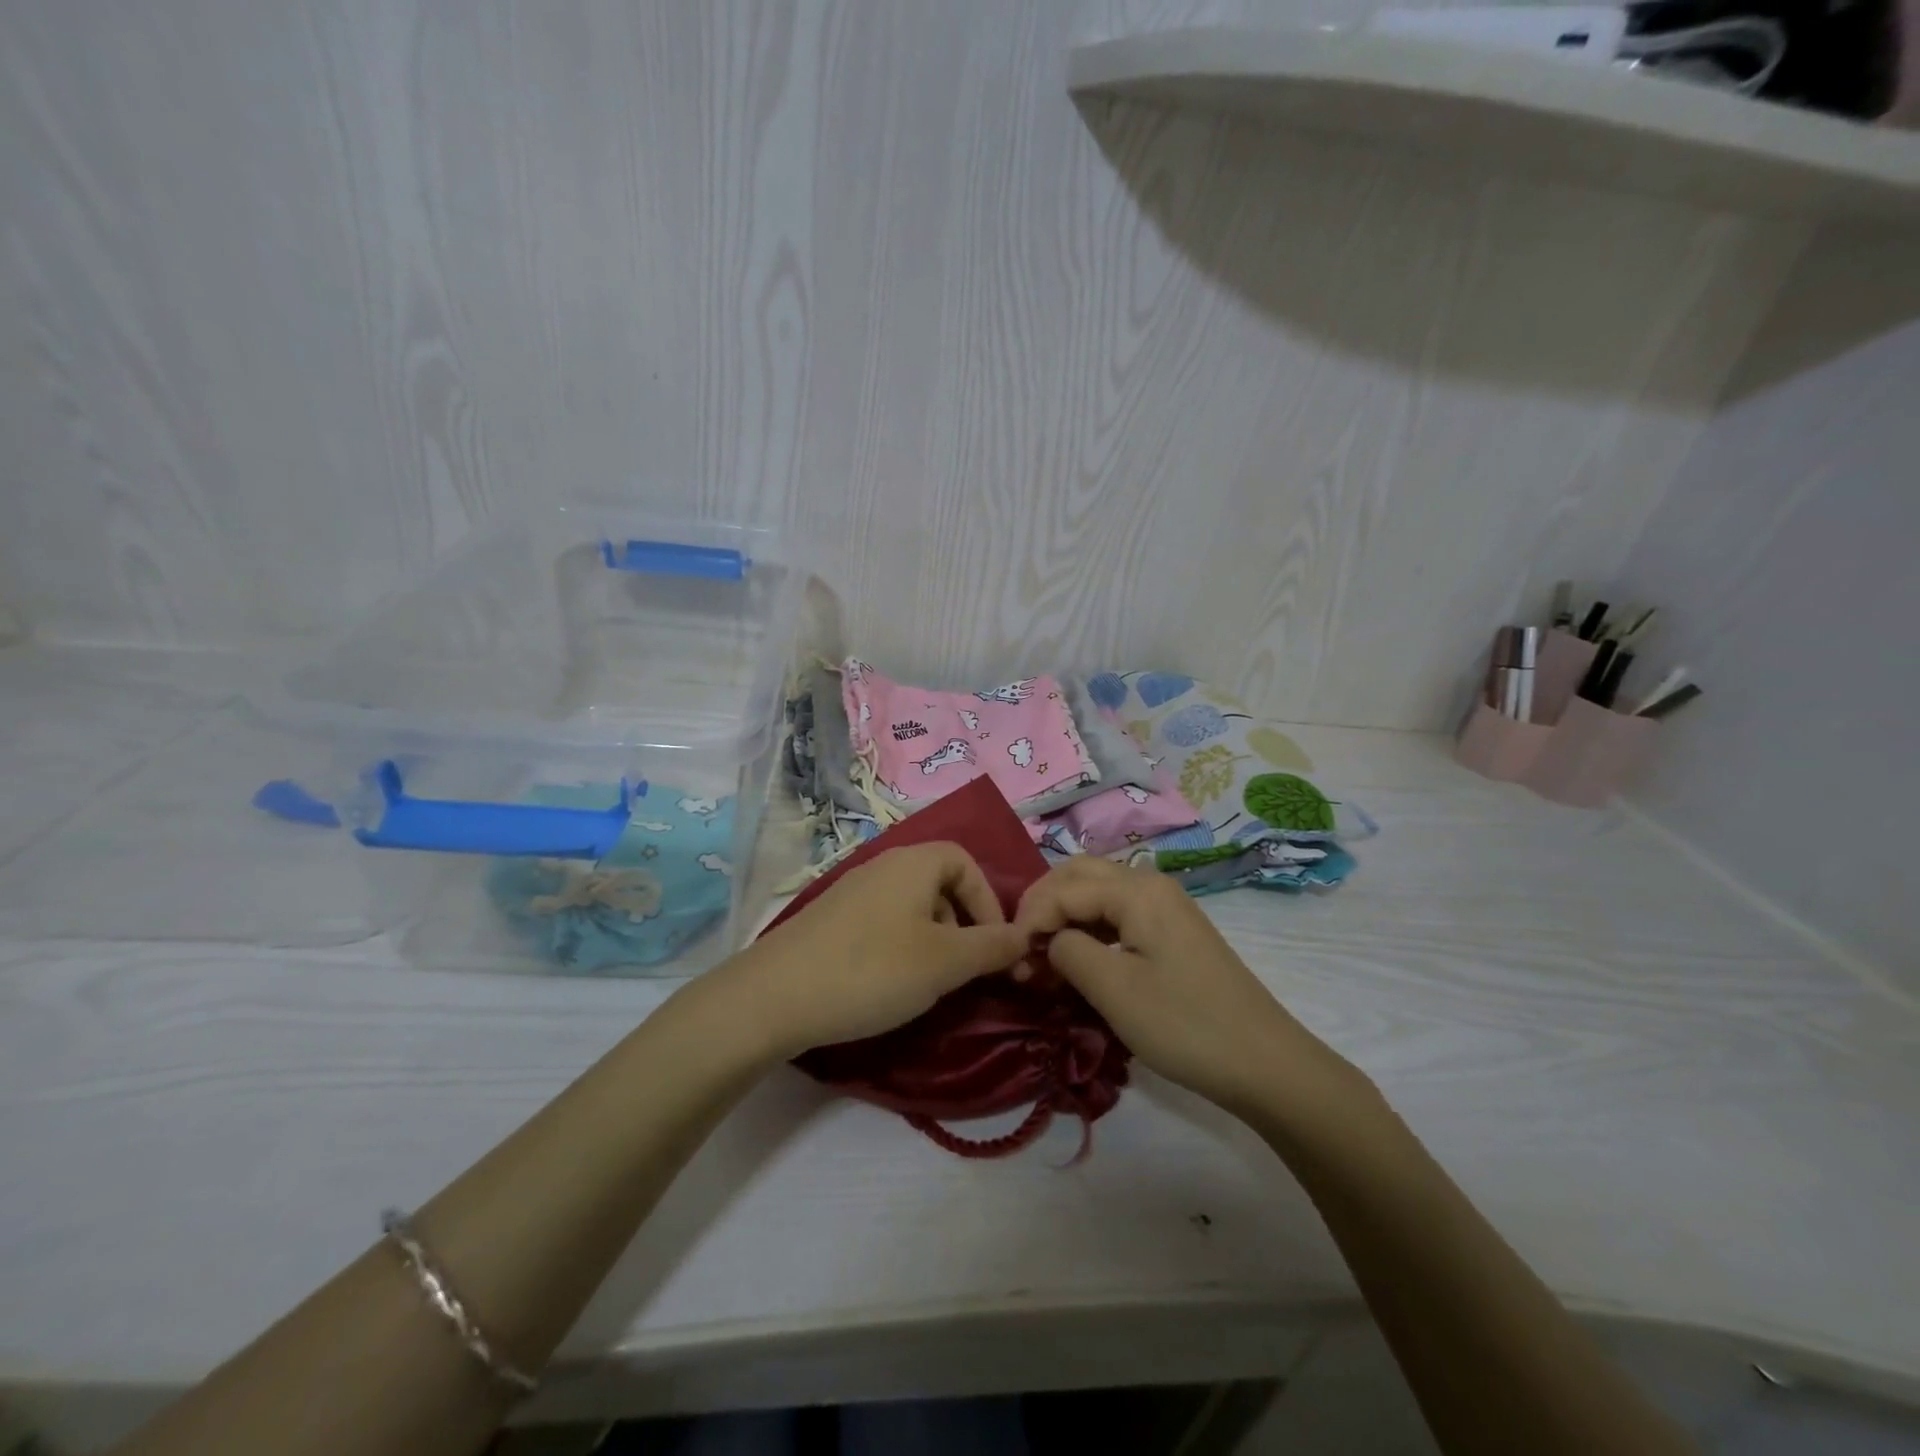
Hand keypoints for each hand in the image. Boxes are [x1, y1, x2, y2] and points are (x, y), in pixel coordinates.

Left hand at [728, 842, 1028, 1059]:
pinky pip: (883, 923)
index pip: (967, 862)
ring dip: (934, 939)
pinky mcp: (831, 920)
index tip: (995, 946)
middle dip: (964, 924)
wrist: (774, 995)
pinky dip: (901, 947)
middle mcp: (884, 865)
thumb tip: (1026, 938)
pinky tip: (890, 983)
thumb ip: (993, 947)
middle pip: (941, 883)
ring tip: (930, 982)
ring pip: (912, 907)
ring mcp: (852, 891)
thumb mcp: (945, 962)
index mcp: (914, 862)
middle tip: (965, 969)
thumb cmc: (872, 969)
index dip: (989, 901)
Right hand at [1014, 856, 1356, 1116]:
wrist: (1264, 1062)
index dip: (1030, 919)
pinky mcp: (1172, 929)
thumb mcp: (1114, 990)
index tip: (1011, 961)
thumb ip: (1068, 951)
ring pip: (1098, 890)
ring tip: (1043, 953)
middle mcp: (1150, 883)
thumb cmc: (1185, 1024)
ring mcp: (1165, 905)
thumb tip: (1050, 941)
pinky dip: (1089, 926)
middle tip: (1021, 945)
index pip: (1063, 888)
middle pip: (1079, 874)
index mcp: (1137, 890)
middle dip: (1044, 904)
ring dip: (1065, 913)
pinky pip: (1117, 911)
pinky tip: (1078, 956)